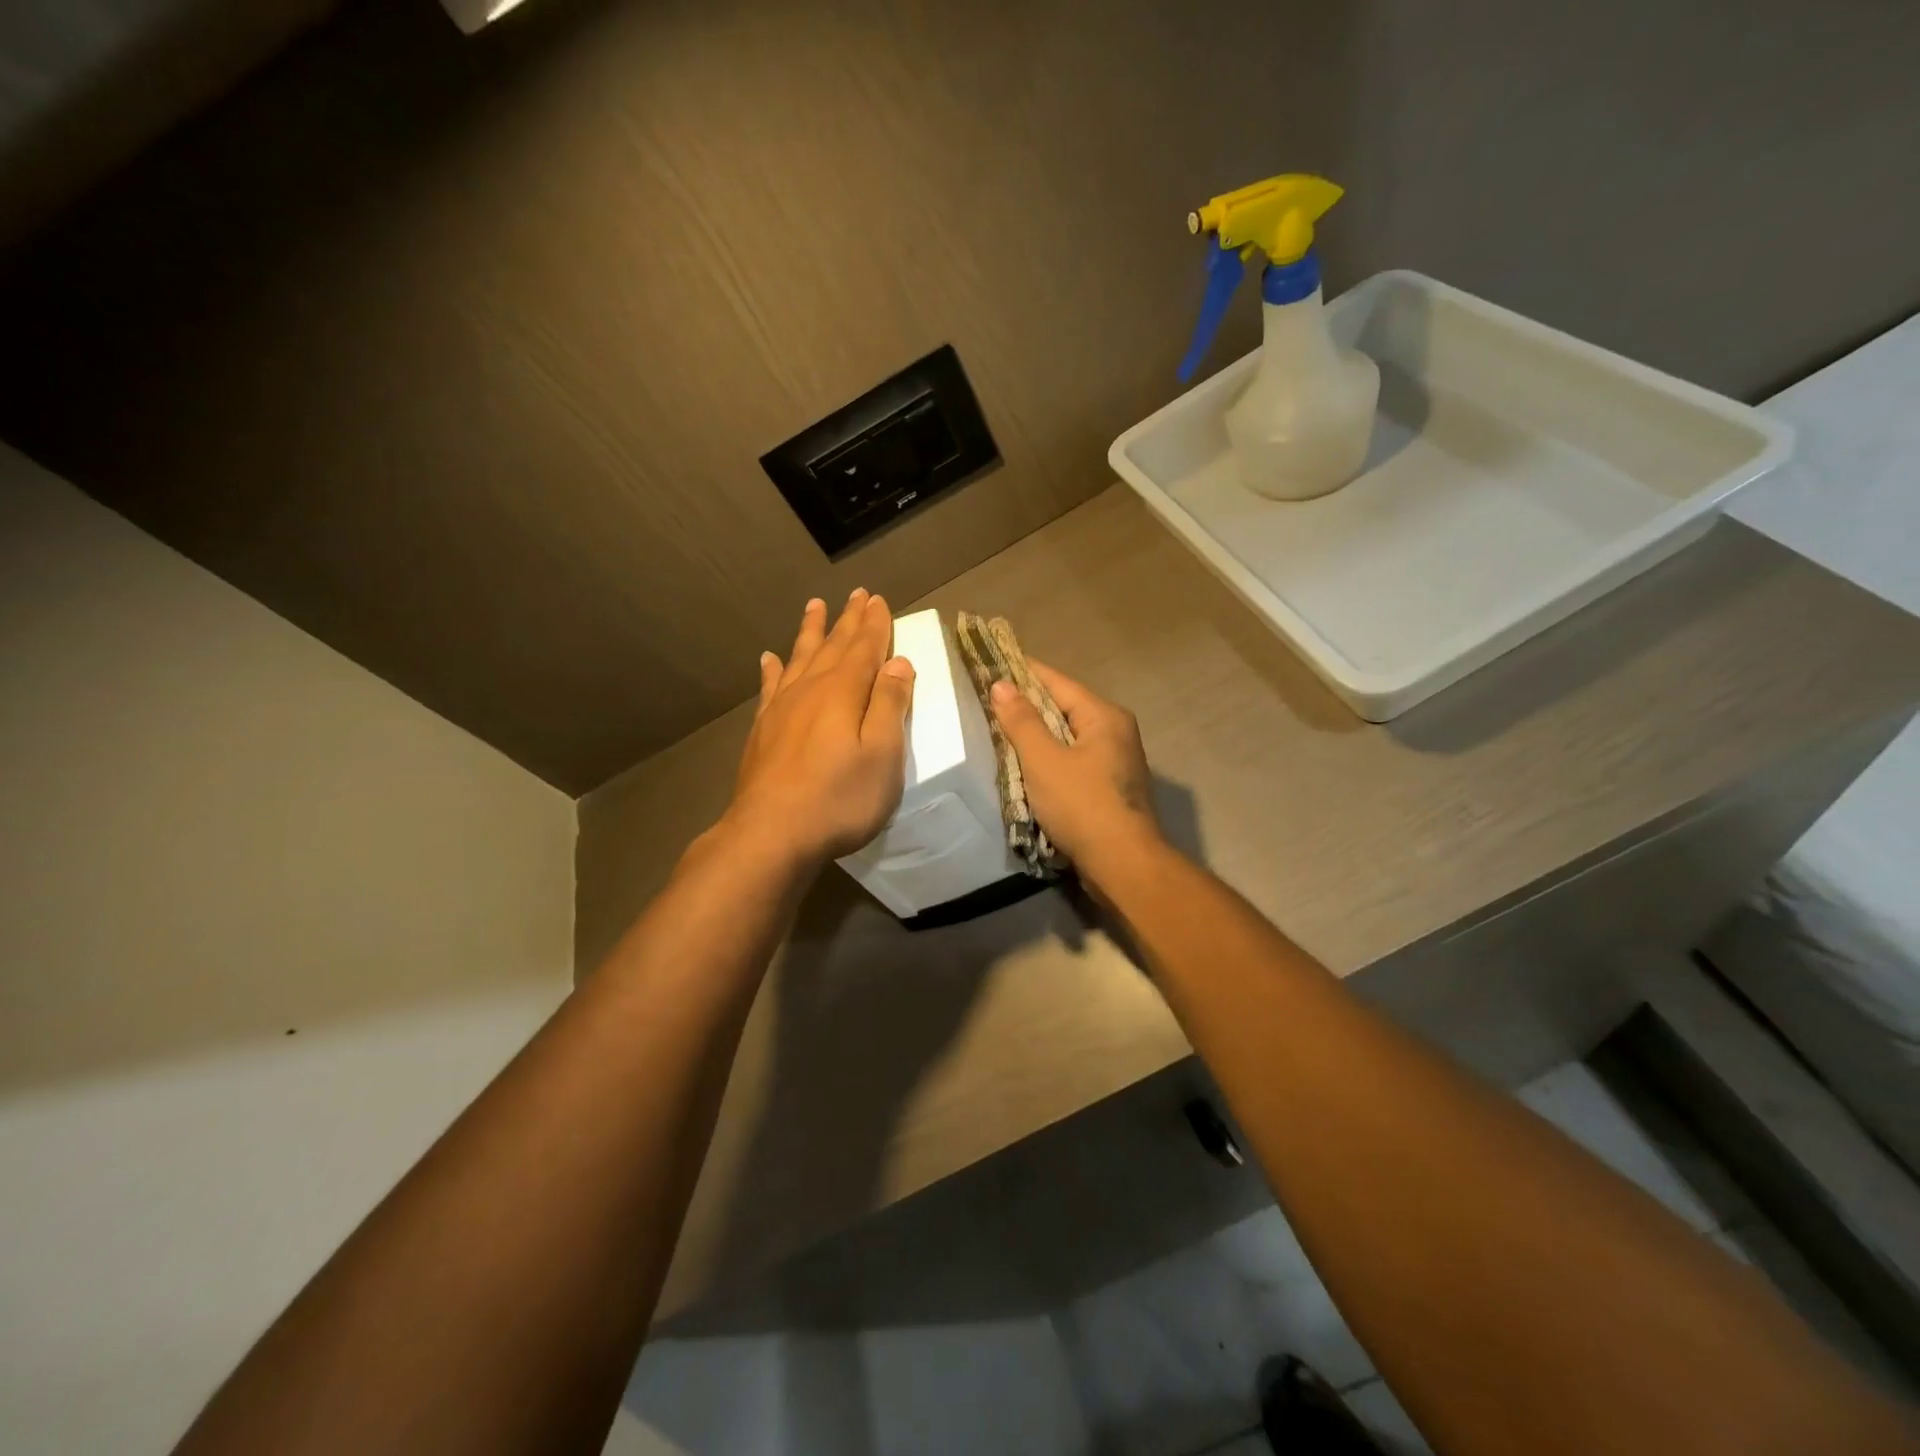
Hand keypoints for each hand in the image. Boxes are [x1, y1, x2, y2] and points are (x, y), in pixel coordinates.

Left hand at [720, 588, 915, 866]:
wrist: (770, 833)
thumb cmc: (838, 798)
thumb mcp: (882, 754)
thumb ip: (890, 705)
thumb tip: (898, 662)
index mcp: (844, 692)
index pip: (865, 648)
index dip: (875, 624)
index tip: (879, 599)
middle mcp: (811, 690)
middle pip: (833, 646)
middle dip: (848, 619)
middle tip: (856, 593)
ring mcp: (781, 708)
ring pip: (799, 658)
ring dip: (810, 632)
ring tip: (814, 606)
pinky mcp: (762, 730)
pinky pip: (769, 687)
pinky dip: (772, 669)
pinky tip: (768, 658)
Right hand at [988, 661, 1163, 879]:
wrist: (1123, 864)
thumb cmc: (1082, 805)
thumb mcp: (1043, 760)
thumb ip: (1021, 721)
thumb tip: (1001, 684)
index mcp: (1104, 716)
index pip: (1057, 682)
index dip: (1023, 672)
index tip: (992, 664)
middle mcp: (1116, 732)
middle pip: (1064, 708)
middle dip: (1027, 706)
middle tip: (987, 701)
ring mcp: (1116, 762)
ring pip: (1067, 738)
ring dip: (1037, 737)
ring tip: (998, 732)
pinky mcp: (1110, 789)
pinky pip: (1073, 762)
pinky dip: (1049, 761)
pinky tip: (1025, 768)